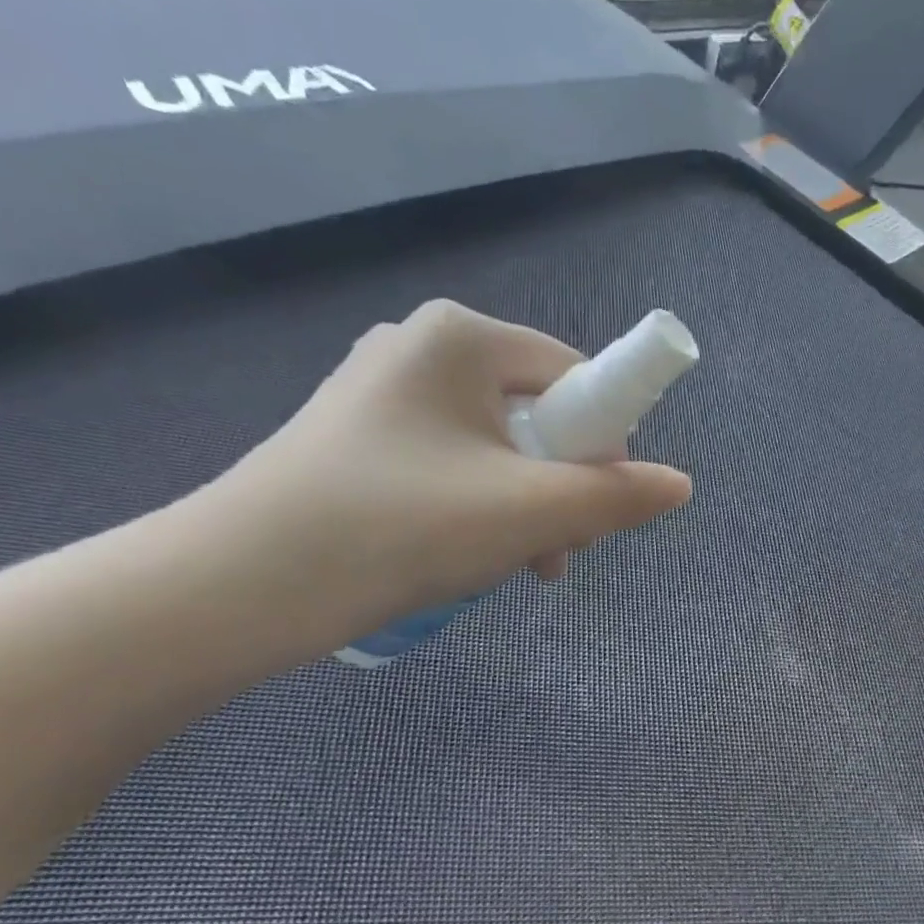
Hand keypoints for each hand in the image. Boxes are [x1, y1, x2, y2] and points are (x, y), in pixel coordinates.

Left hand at [199, 299, 692, 648]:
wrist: (242, 585)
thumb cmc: (401, 528)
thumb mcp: (530, 513)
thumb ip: (617, 496)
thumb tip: (680, 485)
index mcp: (462, 339)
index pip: (575, 376)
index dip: (603, 444)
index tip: (596, 508)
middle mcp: (421, 348)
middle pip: (537, 415)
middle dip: (560, 487)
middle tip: (555, 549)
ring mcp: (382, 393)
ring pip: (495, 449)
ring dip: (524, 508)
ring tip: (515, 566)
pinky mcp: (358, 440)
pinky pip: (451, 466)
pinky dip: (476, 509)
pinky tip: (466, 557)